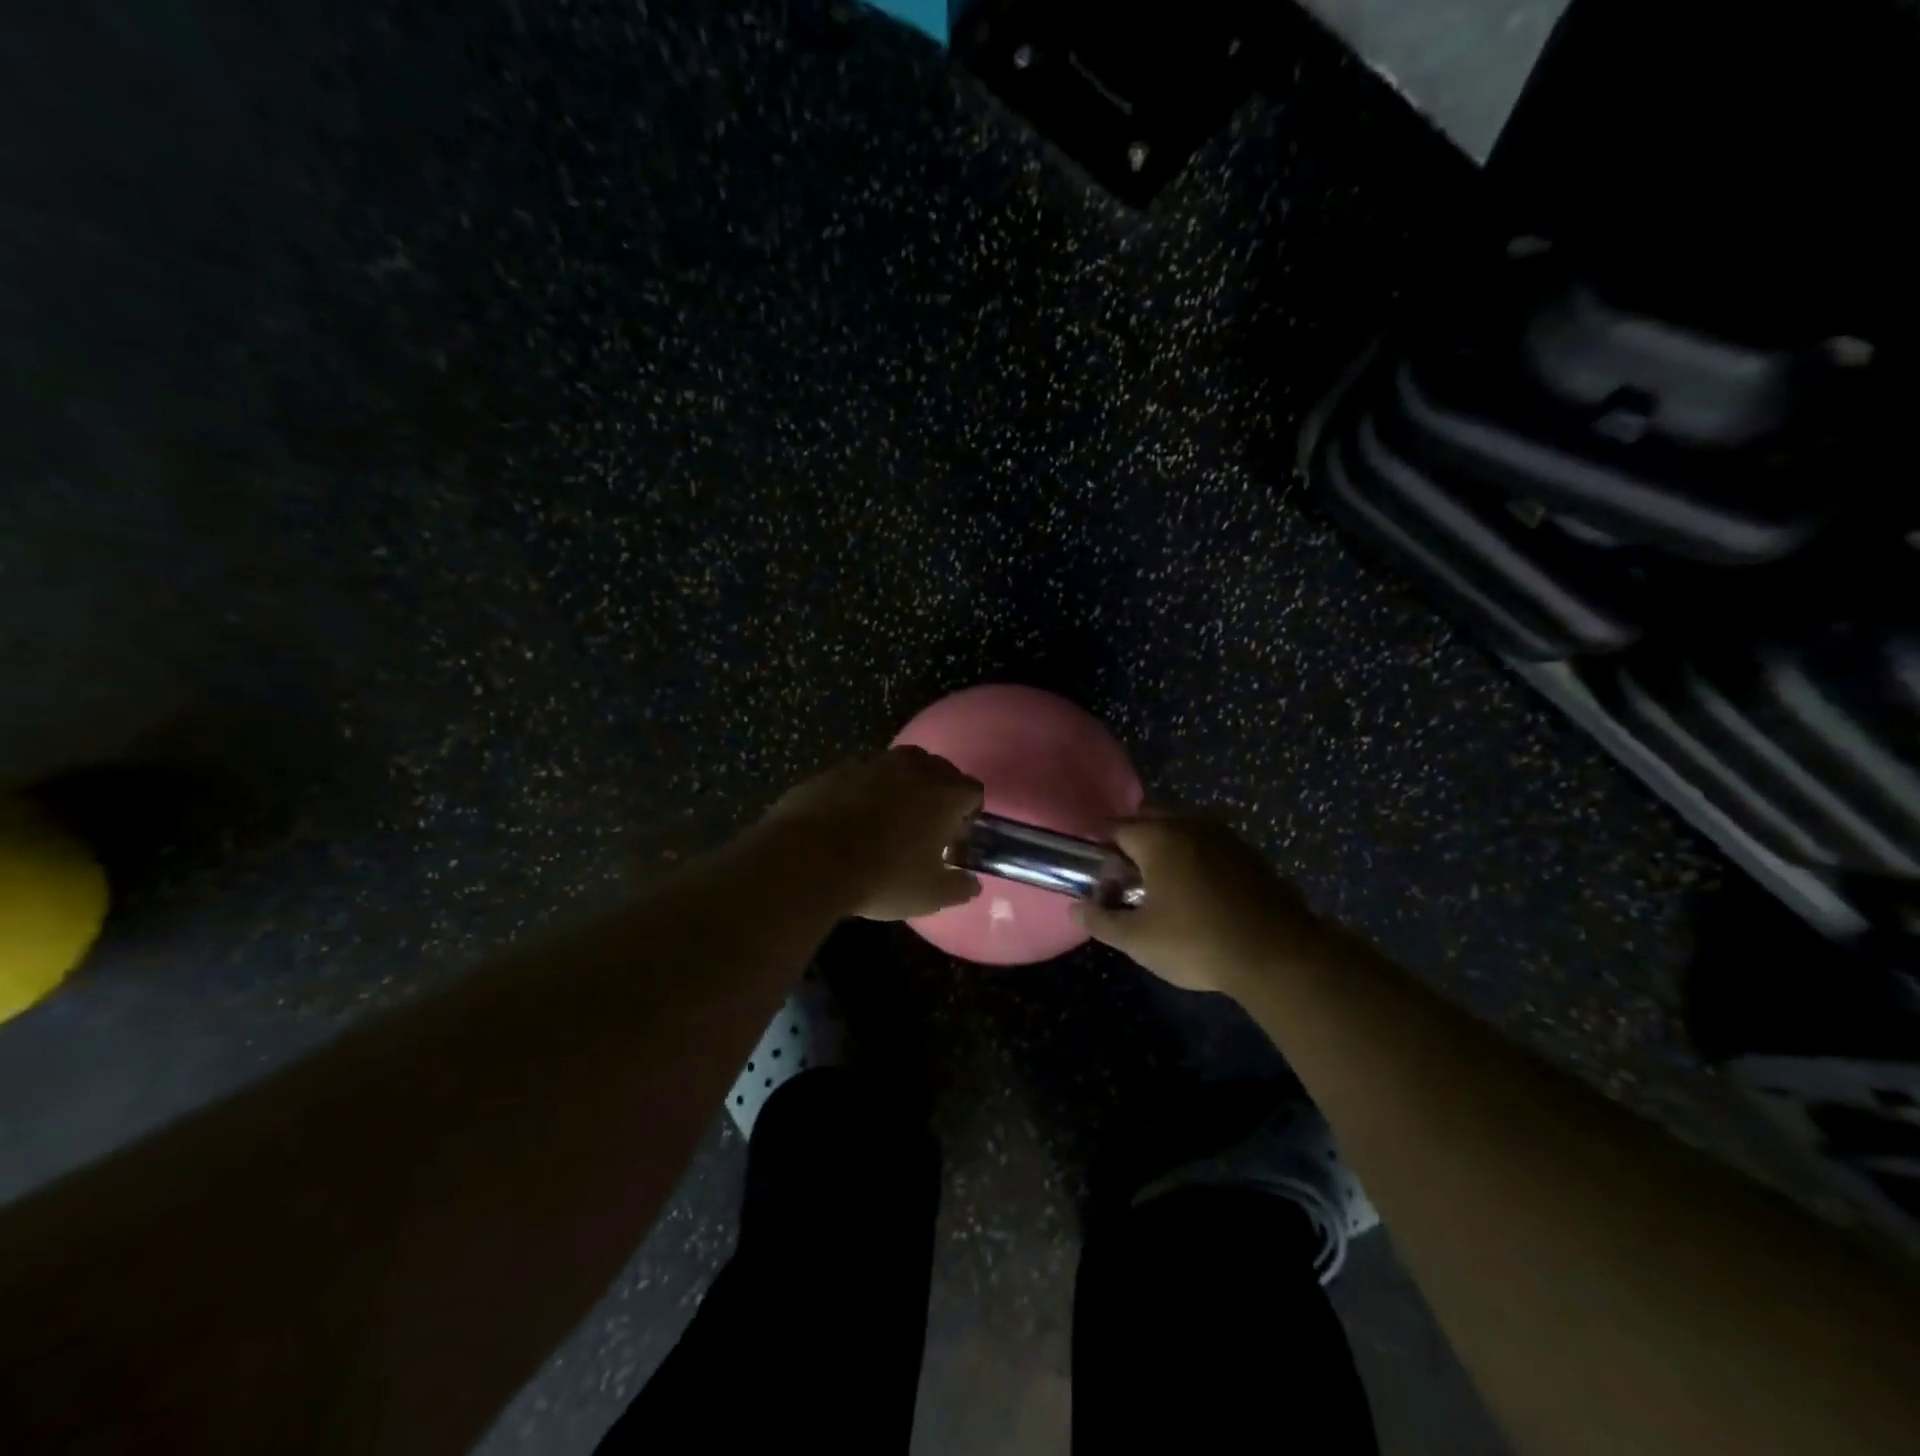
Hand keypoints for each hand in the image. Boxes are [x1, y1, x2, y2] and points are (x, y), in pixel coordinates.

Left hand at [763, 747, 984, 919]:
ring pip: (899, 768)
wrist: (810, 858)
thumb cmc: (883, 876)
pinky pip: (863, 774)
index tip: (952, 840)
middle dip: (936, 796)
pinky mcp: (838, 766)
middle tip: (922, 830)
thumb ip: (959, 887)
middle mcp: (915, 766)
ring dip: (900, 788)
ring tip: (884, 822)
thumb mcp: (930, 895)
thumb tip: (971, 884)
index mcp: (945, 792)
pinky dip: (863, 790)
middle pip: (938, 772)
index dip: (967, 816)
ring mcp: (874, 760)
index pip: (973, 793)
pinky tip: (849, 819)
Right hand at [1075, 813, 1328, 995]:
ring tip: (1164, 888)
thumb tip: (1075, 908)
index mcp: (1158, 837)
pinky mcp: (1251, 854)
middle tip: (1129, 881)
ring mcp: (1225, 836)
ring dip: (1168, 849)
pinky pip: (1210, 845)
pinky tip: (1200, 894)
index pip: (1115, 828)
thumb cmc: (1198, 942)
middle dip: (1134, 843)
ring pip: (1183, 829)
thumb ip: (1101, 921)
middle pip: (1150, 820)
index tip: (1100, 878)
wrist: (1279, 956)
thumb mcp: (1138, 940)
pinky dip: (1197, 859)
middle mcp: (1190, 824)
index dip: (1101, 851)